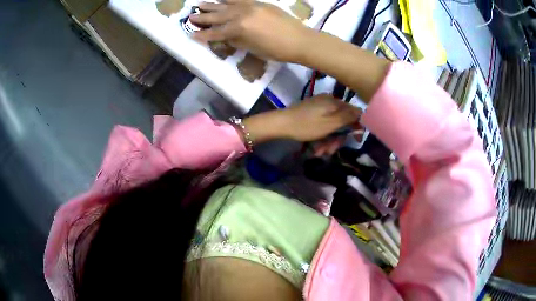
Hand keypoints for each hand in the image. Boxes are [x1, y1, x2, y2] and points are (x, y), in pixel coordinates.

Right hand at [191, 0, 312, 61]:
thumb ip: (236, 40)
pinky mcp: (259, 3)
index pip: (216, 33)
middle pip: (217, 16)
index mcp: (239, 29)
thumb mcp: (252, 48)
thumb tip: (226, 36)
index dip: (203, 35)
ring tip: (200, 3)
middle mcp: (241, 14)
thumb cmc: (276, 50)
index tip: (191, 35)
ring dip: (212, 4)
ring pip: (226, 4)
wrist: (300, 40)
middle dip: (202, 17)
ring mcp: (250, 6)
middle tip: (190, 16)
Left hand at [244, 94, 361, 142]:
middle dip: (337, 138)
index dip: (356, 127)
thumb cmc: (307, 125)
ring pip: (331, 126)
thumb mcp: (330, 123)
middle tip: (330, 151)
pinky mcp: (311, 113)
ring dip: (328, 141)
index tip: (354, 141)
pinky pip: (322, 125)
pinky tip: (315, 147)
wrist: (280, 124)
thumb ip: (348, 117)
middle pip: (342, 122)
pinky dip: (321, 137)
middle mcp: (328, 102)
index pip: (353, 113)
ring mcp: (319, 107)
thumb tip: (363, 112)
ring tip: (319, 152)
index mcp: (334, 102)